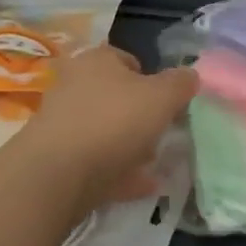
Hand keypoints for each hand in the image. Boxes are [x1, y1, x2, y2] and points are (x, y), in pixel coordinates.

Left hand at [21, 46, 197, 211]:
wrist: (55, 174)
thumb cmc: (113, 121)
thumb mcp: (161, 97)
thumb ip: (180, 84)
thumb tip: (190, 76)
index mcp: (97, 60)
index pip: (127, 59)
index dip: (151, 78)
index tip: (168, 102)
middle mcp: (74, 85)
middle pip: (114, 96)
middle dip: (139, 115)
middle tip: (161, 133)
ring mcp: (61, 123)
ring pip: (104, 129)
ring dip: (128, 145)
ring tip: (153, 163)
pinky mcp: (55, 159)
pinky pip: (95, 161)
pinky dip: (118, 171)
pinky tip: (141, 186)